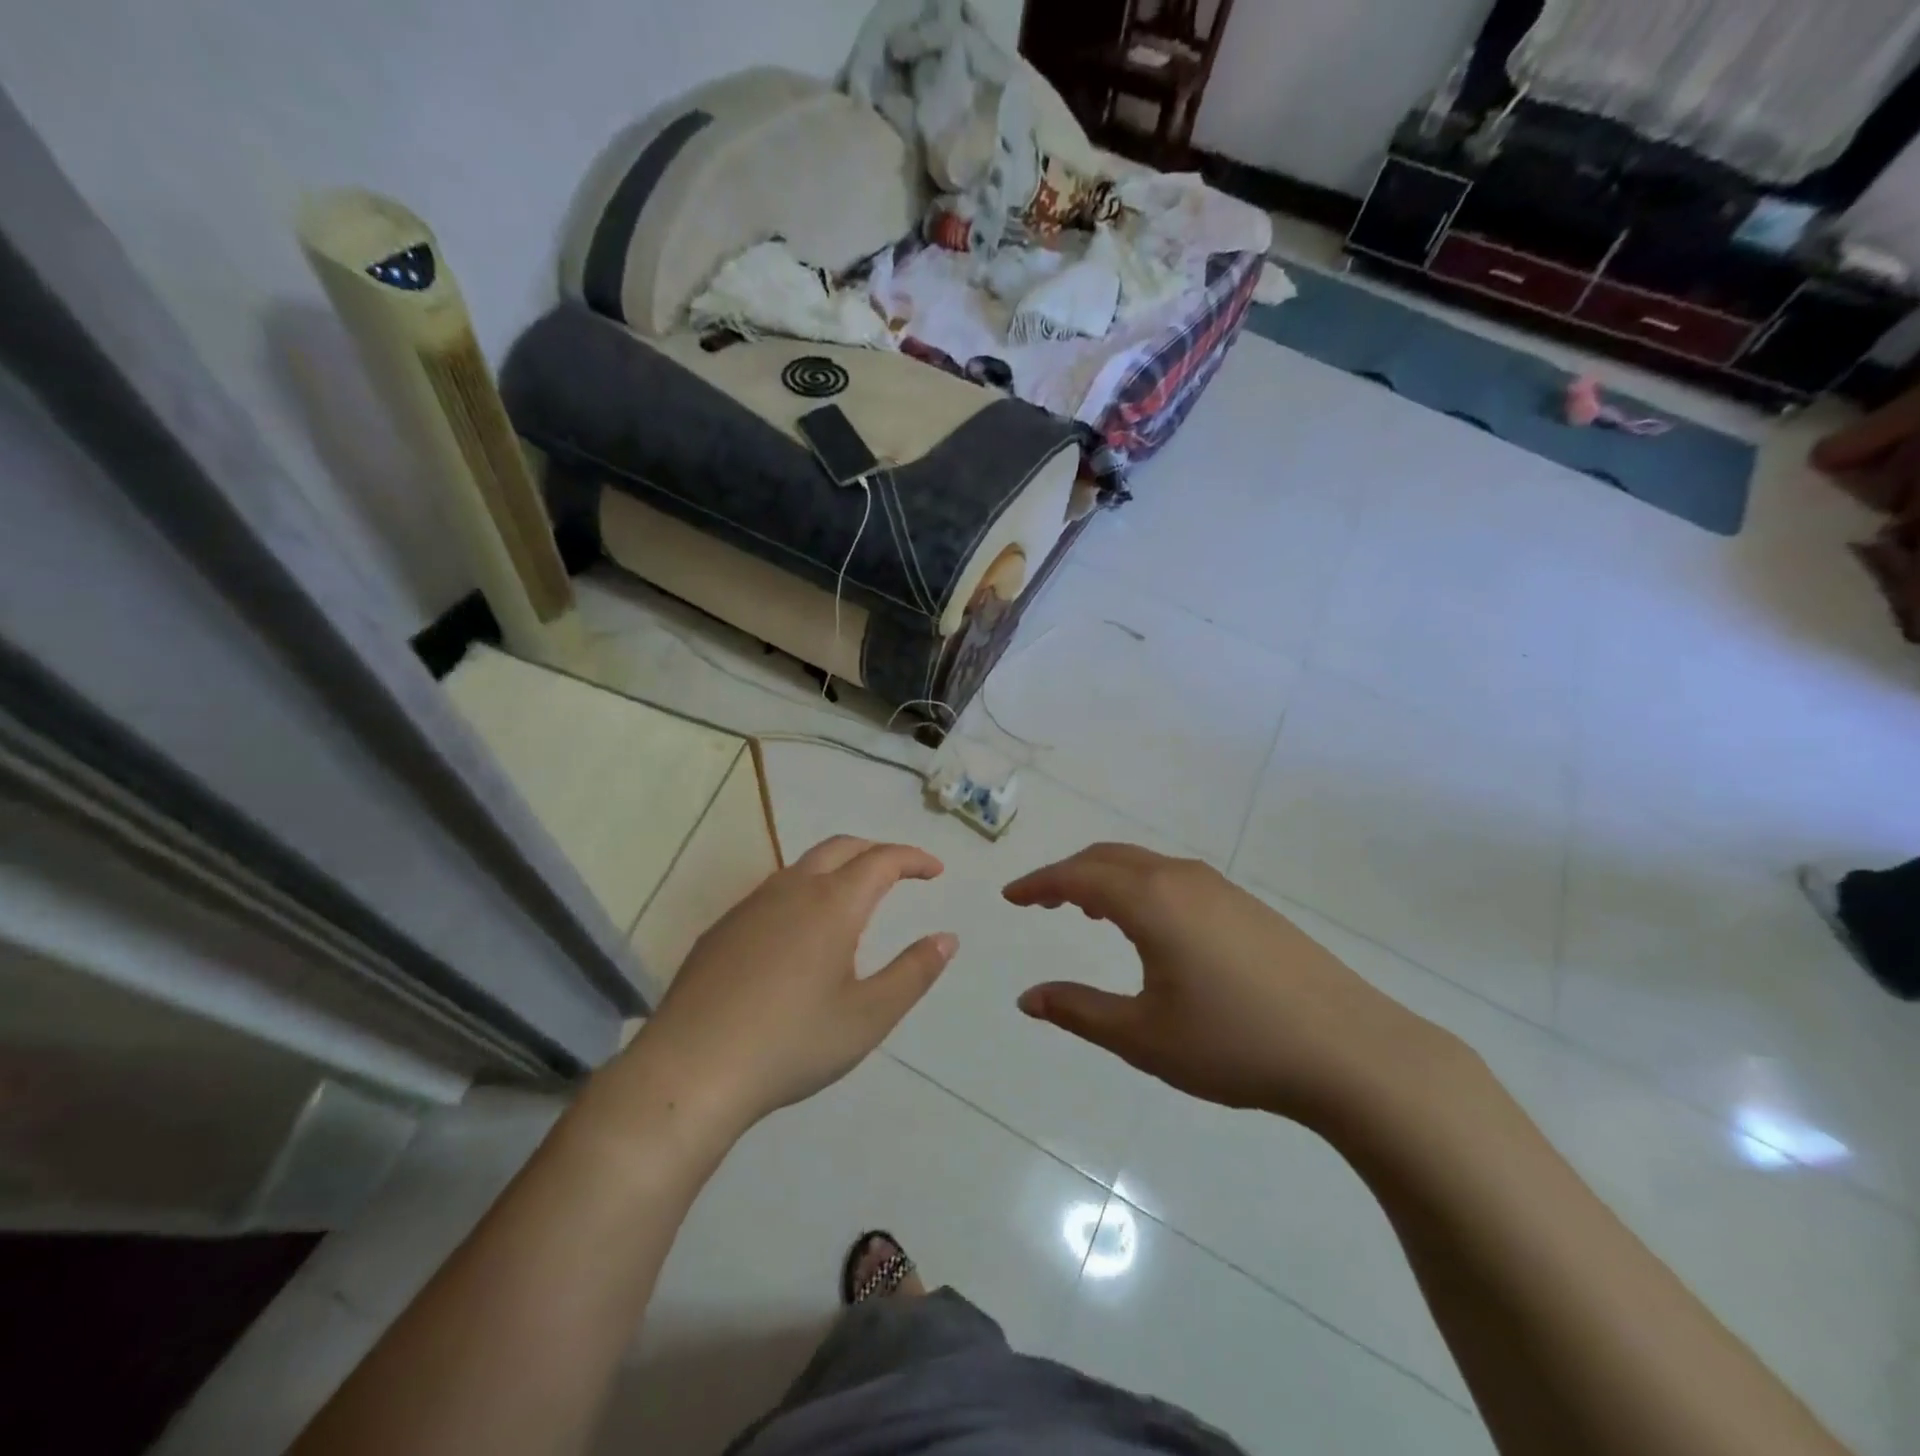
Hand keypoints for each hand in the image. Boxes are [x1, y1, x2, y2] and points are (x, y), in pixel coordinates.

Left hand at [639, 836, 957, 1130]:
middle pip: (841, 847)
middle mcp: (791, 889)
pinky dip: (804, 892)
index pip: (882, 859)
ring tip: (856, 900)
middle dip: (876, 851)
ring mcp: (750, 906)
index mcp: (833, 903)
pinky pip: (774, 892)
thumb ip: (914, 972)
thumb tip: (947, 938)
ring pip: (803, 866)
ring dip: (838, 868)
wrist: (691, 1070)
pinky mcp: (722, 929)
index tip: (935, 871)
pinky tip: (801, 934)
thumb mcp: (868, 1016)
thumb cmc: (792, 1042)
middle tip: (901, 872)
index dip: (913, 859)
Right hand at [1004, 843, 1445, 1123]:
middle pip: (1108, 858)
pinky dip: (1141, 887)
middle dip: (1067, 875)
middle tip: (1039, 902)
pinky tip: (1149, 926)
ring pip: (1144, 864)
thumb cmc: (1235, 1044)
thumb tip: (1027, 998)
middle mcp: (1181, 878)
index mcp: (1150, 900)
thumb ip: (1078, 1012)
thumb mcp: (1143, 1036)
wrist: (1352, 1051)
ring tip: (1085, 911)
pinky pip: (1174, 878)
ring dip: (1106, 879)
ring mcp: (1220, 888)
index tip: (1010, 898)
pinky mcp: (1247, 905)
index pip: (1076, 877)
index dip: (1038, 885)